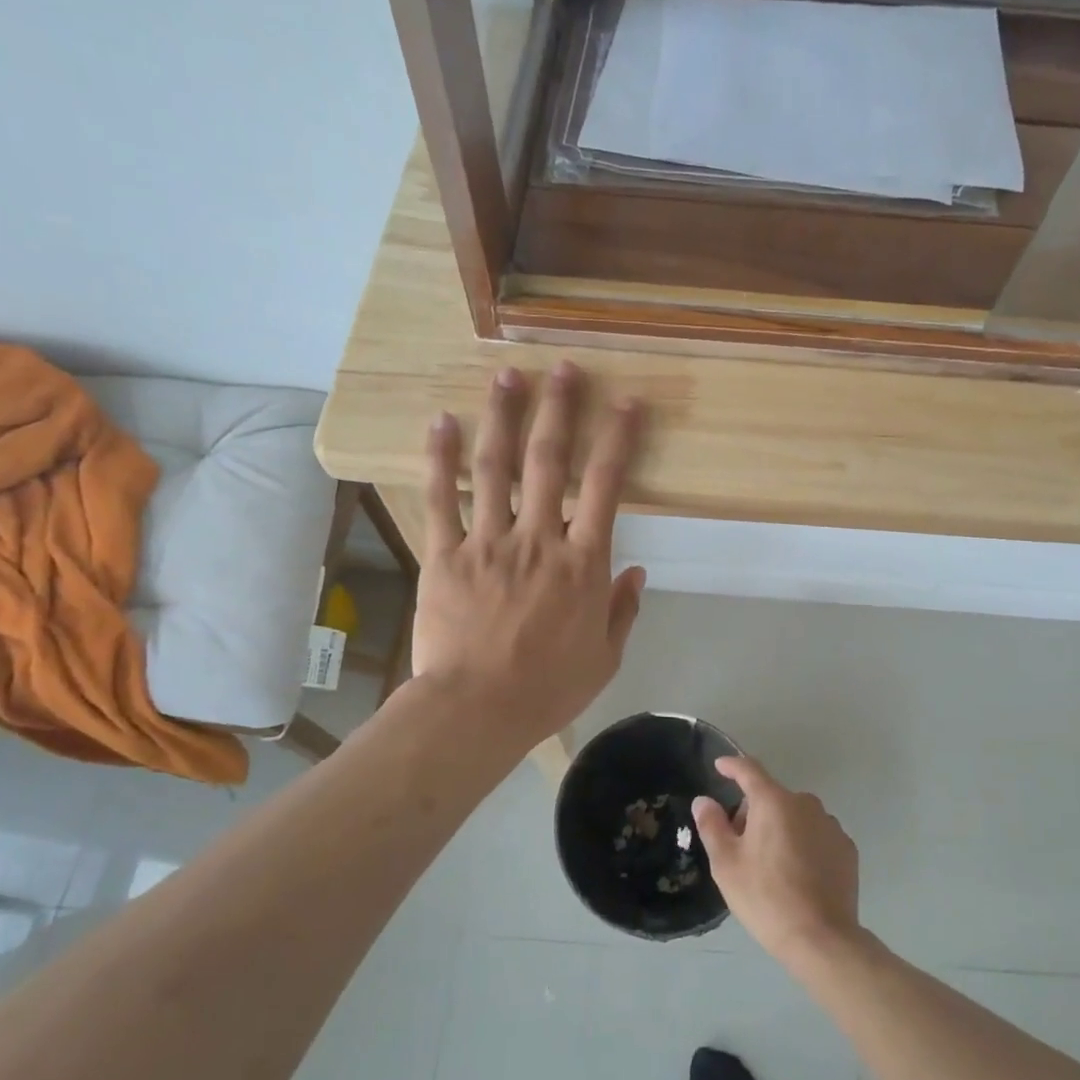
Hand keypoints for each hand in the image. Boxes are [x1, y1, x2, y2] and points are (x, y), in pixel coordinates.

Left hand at [413, 361, 645, 750]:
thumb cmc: (548, 689)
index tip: (626, 402)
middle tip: (563, 369)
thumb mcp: (605, 657)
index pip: (606, 486)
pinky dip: (441, 458)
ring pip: (497, 467)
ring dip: (503, 417)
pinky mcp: (446, 554)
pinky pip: (442, 498)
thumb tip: (638, 571)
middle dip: (560, 409)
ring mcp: (489, 542)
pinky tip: (442, 423)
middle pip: (550, 460)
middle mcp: (539, 539)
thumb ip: (623, 610)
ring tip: (507, 377)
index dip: (618, 438)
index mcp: (583, 562)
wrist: (477, 711)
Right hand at [692, 757, 862, 969]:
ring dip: (780, 828)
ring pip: (796, 817)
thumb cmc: (766, 897)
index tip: (720, 765)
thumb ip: (712, 825)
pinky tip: (798, 875)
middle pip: (772, 797)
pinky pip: (816, 836)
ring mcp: (830, 825)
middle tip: (741, 846)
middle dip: (754, 813)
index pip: (749, 770)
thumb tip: (704, 800)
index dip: (732, 765)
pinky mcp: (847, 849)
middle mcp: (806, 804)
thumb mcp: (726, 864)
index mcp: (774, 802)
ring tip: (771, 866)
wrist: (822, 939)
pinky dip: (803, 844)